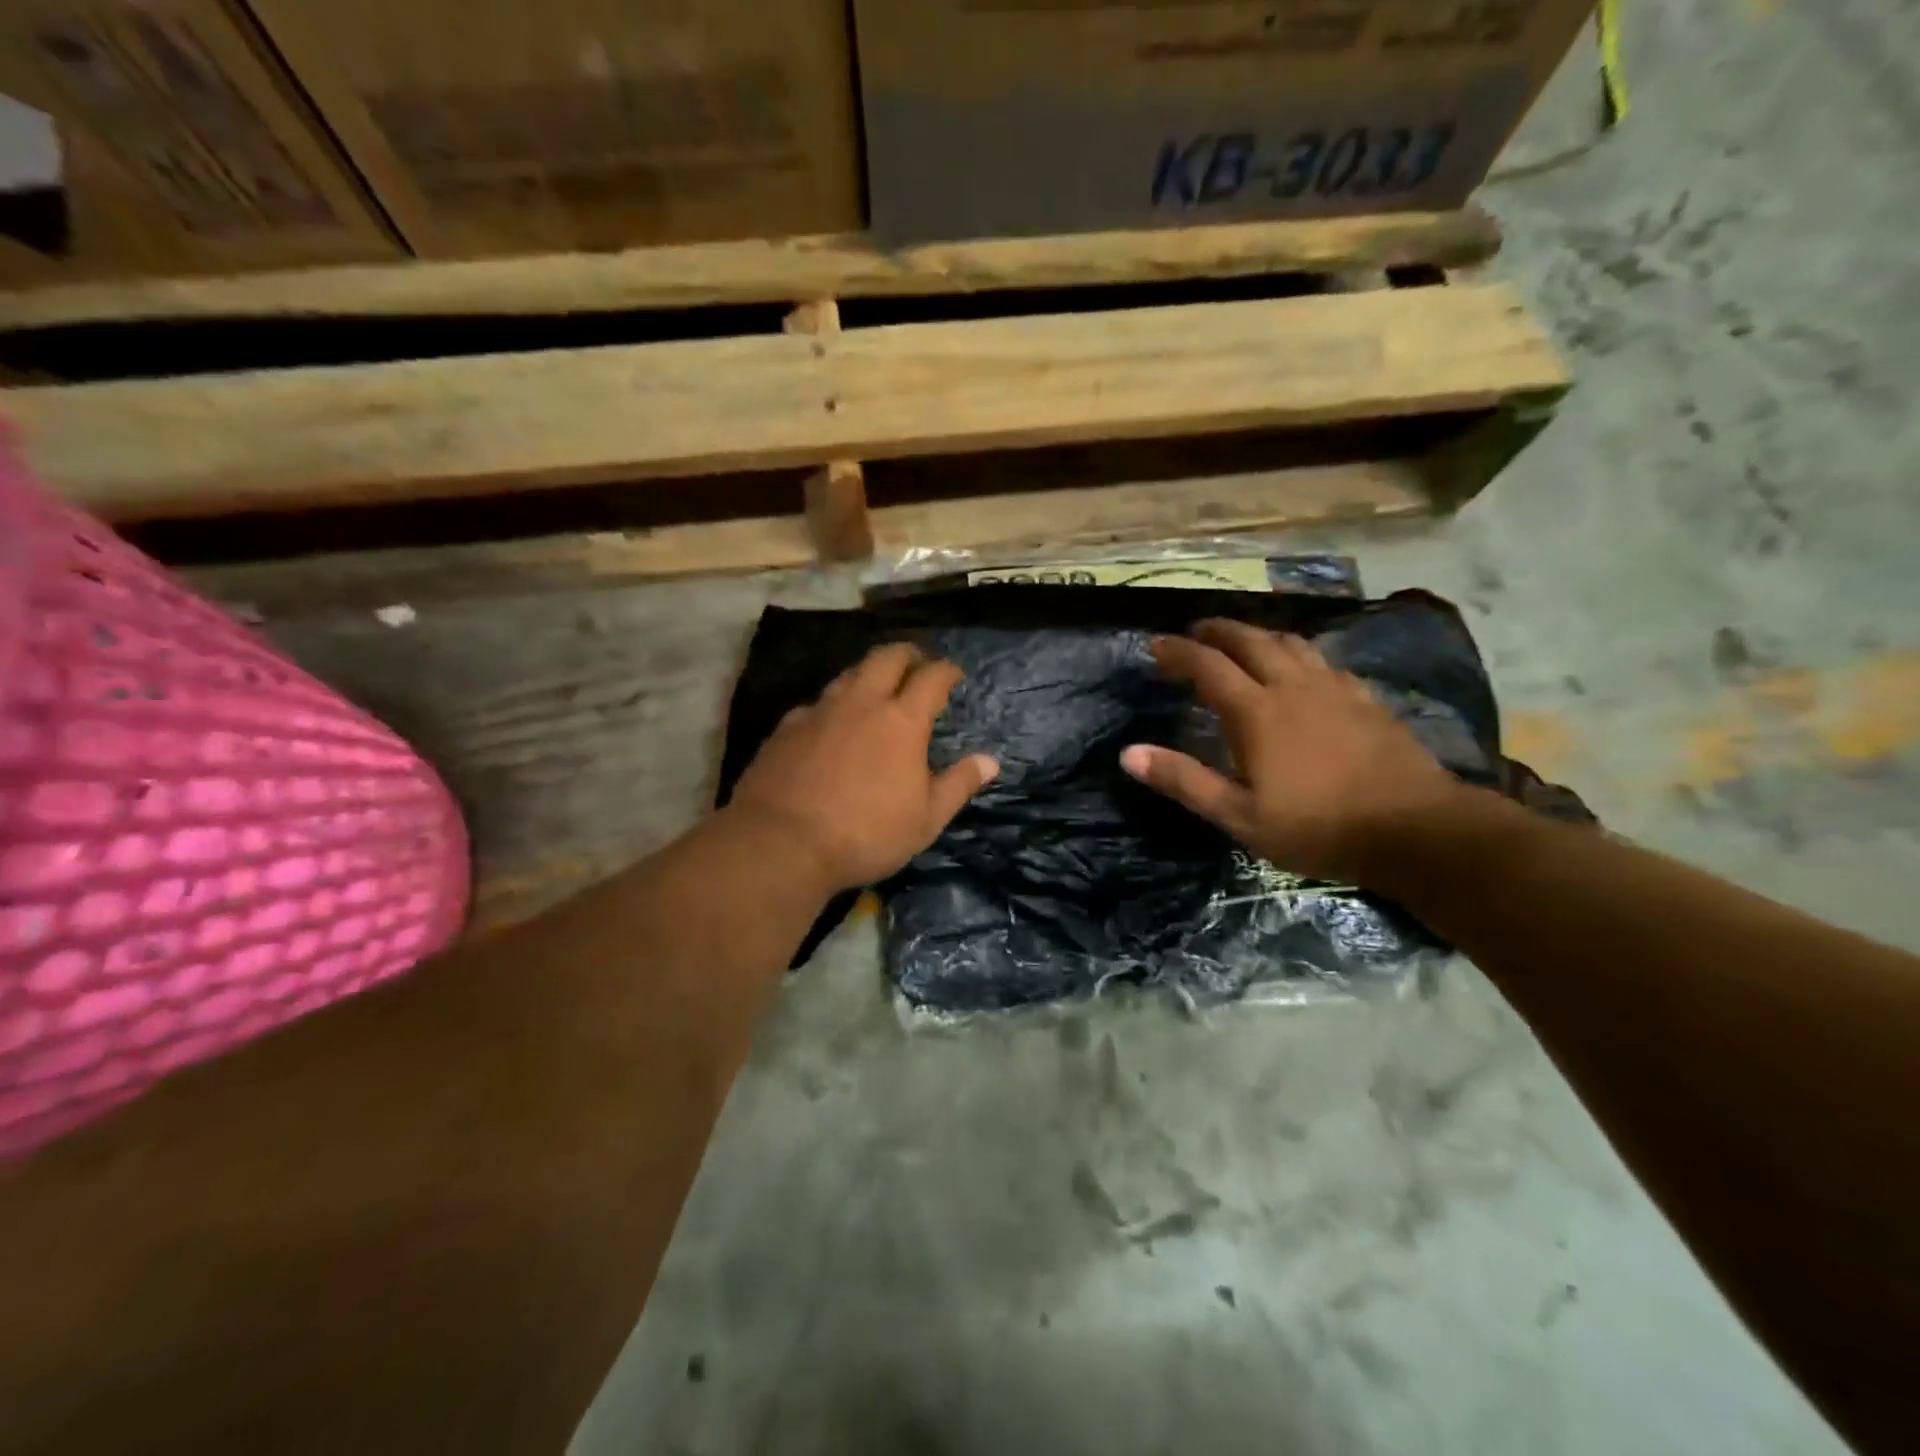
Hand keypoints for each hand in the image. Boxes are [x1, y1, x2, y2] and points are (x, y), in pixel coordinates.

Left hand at [729, 644, 998, 892]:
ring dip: (868, 674)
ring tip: (875, 688)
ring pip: (848, 675)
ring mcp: (819, 712)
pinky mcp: (786, 728)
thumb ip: (958, 785)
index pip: (931, 678)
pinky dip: (832, 706)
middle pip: (886, 658)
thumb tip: (989, 761)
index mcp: (902, 722)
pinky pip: (816, 703)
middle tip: (917, 663)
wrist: (781, 844)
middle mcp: (861, 704)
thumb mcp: (925, 820)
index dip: (946, 670)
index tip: (954, 674)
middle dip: (907, 654)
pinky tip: (829, 724)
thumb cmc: (866, 834)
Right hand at [1120, 620, 1465, 884]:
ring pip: (1289, 643)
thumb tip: (1128, 754)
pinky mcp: (1364, 700)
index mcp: (1256, 712)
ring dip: (1257, 635)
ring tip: (1241, 642)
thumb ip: (1184, 781)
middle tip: (1194, 633)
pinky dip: (1297, 654)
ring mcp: (1334, 689)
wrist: (1416, 829)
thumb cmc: (1318, 827)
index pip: (1207, 666)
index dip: (1177, 651)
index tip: (1154, 644)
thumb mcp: (1240, 816)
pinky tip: (1301, 670)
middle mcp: (1292, 687)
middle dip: (1216, 632)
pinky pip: (1322, 661)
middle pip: (1249, 641)